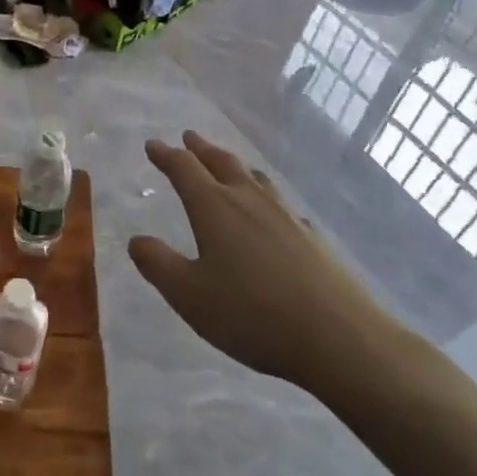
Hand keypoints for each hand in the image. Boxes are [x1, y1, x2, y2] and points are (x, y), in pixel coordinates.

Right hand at [128, 132, 413, 400]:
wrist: (340, 338)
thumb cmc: (252, 314)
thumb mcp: (189, 295)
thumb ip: (158, 264)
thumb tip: (136, 239)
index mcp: (215, 208)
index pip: (184, 169)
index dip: (165, 155)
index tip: (152, 145)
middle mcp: (249, 201)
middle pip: (222, 163)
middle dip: (202, 149)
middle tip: (189, 137)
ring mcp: (286, 216)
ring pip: (256, 179)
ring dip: (235, 166)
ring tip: (229, 163)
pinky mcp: (312, 238)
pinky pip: (282, 206)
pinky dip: (267, 199)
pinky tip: (275, 214)